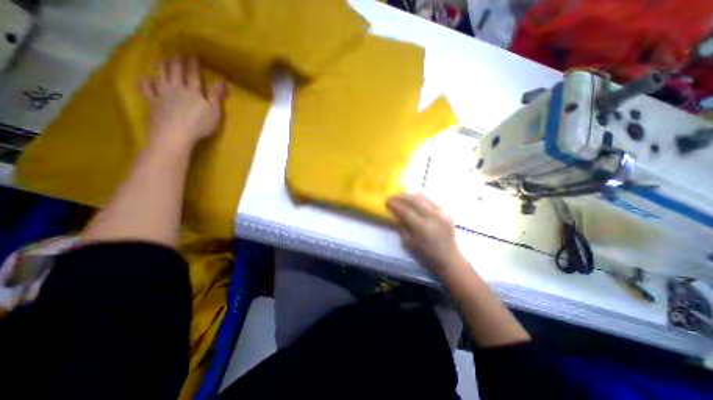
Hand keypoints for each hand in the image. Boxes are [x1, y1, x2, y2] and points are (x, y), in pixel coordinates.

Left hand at [141, 56, 225, 149]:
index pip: (194, 74)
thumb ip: (217, 95)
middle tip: (178, 52)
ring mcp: (162, 94)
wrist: (175, 135)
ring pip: (161, 75)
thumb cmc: (199, 124)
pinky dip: (146, 81)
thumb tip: (222, 80)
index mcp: (193, 91)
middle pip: (176, 71)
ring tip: (164, 59)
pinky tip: (146, 77)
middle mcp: (176, 88)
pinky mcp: (153, 102)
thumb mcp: (214, 111)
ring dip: (163, 65)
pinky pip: (147, 88)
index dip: (194, 64)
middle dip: (178, 61)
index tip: (194, 54)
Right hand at [388, 193, 465, 274]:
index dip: (395, 205)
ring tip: (402, 197)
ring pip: (424, 197)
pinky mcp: (447, 213)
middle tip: (393, 197)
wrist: (448, 259)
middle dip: (402, 197)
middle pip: (415, 200)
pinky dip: (421, 200)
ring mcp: (442, 213)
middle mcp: (433, 217)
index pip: (406, 211)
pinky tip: (415, 202)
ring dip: (411, 196)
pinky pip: (431, 201)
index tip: (387, 201)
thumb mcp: (408, 242)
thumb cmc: (425, 255)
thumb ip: (402, 226)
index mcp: (422, 227)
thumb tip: (396, 213)